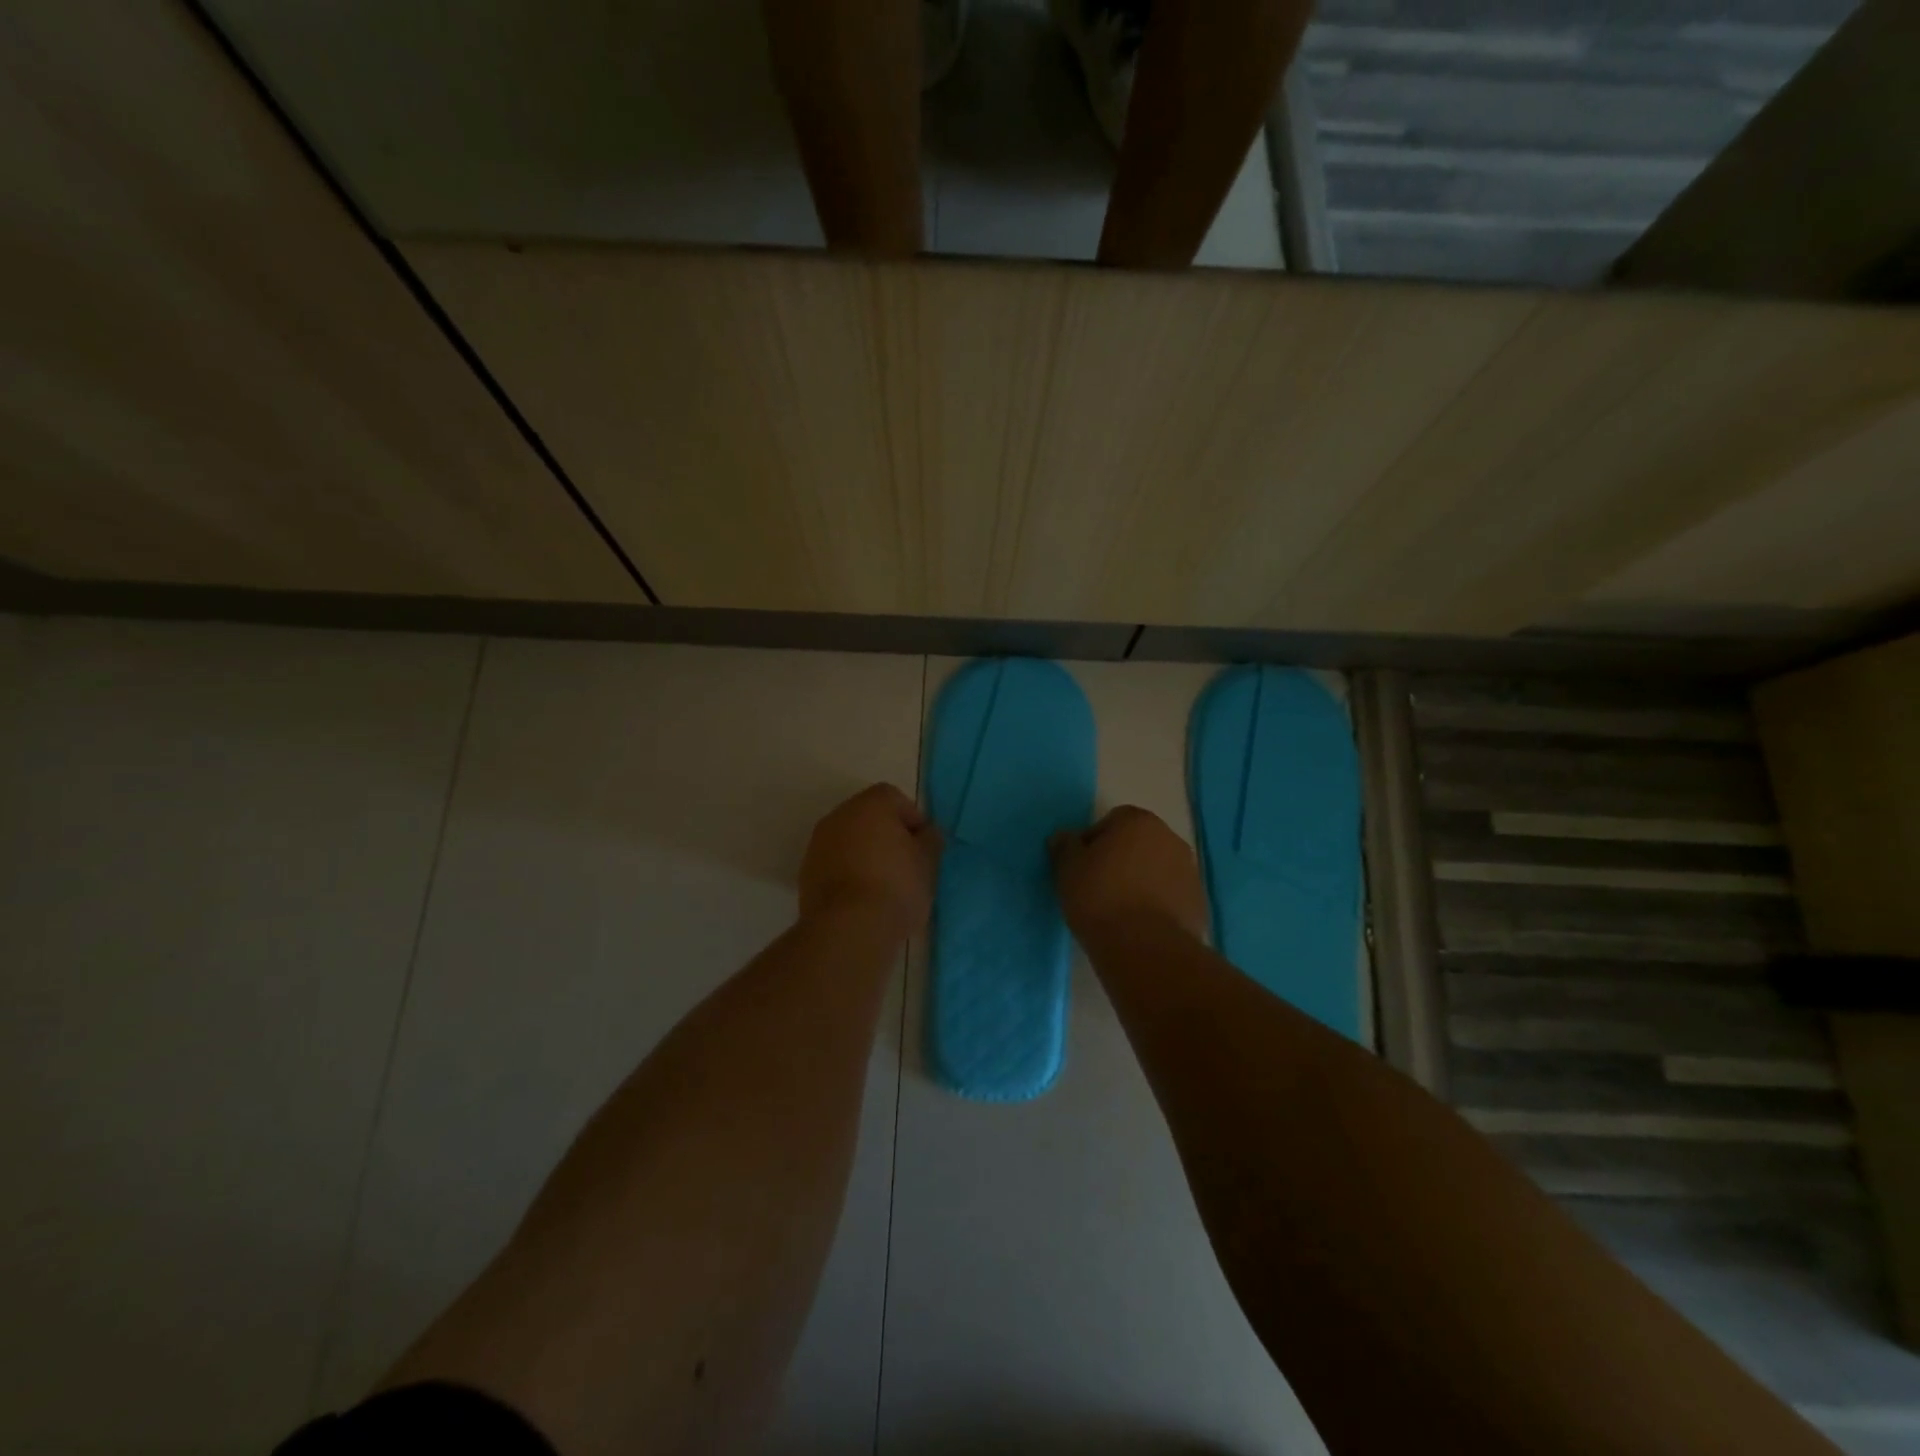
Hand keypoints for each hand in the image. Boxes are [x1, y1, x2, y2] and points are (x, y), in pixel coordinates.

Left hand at [800, 783, 942, 935]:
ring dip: (864, 853)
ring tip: (883, 884)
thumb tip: (926, 833)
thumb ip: (930, 840)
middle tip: (905, 864)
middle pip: (868, 816)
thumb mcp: (928, 863)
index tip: (922, 846)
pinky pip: (834, 862)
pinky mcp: (806, 872)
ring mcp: (818, 843)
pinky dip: (847, 872)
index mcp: (871, 805)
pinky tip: (861, 897)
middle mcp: (840, 815)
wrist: (848, 928)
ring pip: (848, 839)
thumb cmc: (896, 886)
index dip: (912, 819)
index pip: (894, 798)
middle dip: (886, 834)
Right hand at [1049, 806, 1206, 945]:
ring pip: (1156, 870)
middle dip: (1120, 860)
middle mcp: (1170, 839)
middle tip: (1098, 888)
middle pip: (1138, 843)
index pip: (1111, 821)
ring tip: (1119, 911)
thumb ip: (1065, 846)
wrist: (1145, 947)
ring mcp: (1189, 871)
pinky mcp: (1198, 903)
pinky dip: (1157, 904)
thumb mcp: (1068, 869)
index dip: (1093, 843)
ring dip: (1141, 882)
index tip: (1082, 868)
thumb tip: (1064, 837)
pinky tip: (1139, 926)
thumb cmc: (1100, 897)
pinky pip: (1170, 896)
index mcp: (1139, 821)